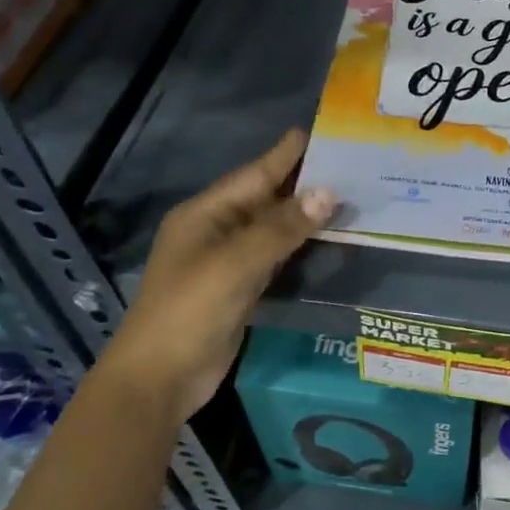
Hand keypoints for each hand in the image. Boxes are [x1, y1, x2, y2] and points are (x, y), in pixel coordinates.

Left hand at [100, 129, 335, 424]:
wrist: (161, 378)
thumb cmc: (191, 310)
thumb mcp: (236, 263)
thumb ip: (282, 228)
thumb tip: (328, 192)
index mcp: (205, 214)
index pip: (254, 175)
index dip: (285, 155)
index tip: (320, 132)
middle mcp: (216, 231)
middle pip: (265, 199)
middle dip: (303, 184)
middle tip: (349, 166)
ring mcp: (227, 262)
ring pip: (273, 229)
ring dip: (305, 215)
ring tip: (347, 196)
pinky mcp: (240, 289)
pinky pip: (275, 257)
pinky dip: (298, 246)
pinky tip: (324, 238)